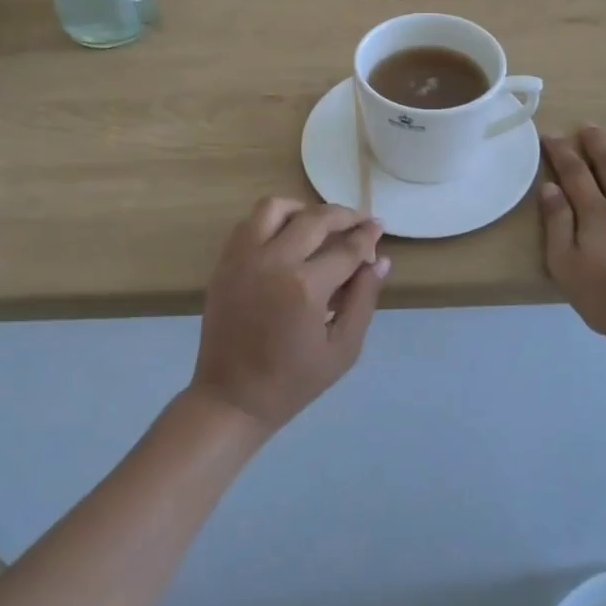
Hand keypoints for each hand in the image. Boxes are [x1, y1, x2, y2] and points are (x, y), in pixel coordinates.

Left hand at [191, 199, 389, 433]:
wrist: (232, 397)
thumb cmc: (293, 381)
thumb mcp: (343, 349)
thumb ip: (363, 300)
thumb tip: (381, 260)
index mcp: (306, 288)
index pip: (346, 248)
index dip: (367, 236)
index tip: (379, 229)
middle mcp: (273, 262)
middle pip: (315, 219)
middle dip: (344, 215)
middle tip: (359, 221)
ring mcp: (243, 259)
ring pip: (275, 208)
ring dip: (303, 209)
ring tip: (320, 224)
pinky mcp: (224, 263)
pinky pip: (249, 224)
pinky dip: (272, 220)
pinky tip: (288, 236)